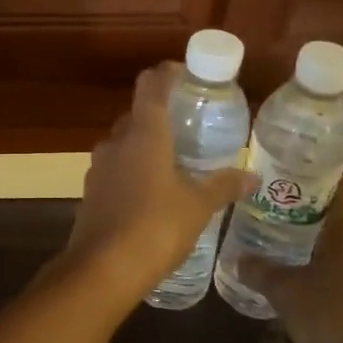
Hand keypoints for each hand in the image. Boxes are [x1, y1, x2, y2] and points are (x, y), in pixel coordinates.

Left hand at [64, 63, 255, 292]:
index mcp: (143, 133)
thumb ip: (222, 185)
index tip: (186, 75)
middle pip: (136, 115)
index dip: (167, 74)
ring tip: (174, 161)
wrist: (102, 269)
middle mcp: (116, 142)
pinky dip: (132, 171)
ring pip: (123, 144)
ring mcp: (98, 167)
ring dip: (145, 146)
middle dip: (160, 116)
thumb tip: (251, 176)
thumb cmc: (155, 226)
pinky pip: (114, 170)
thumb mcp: (197, 206)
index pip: (151, 86)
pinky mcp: (90, 192)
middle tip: (189, 127)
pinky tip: (151, 194)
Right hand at [232, 176, 342, 342]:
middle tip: (278, 220)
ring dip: (325, 248)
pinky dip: (337, 273)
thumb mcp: (285, 292)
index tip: (291, 185)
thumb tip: (237, 259)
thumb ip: (260, 271)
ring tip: (290, 255)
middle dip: (313, 217)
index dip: (321, 181)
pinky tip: (312, 290)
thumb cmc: (333, 316)